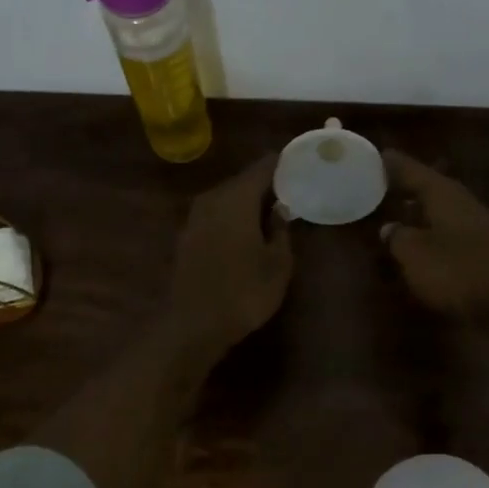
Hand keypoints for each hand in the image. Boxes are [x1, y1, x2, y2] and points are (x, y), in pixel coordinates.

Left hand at [167, 154, 292, 355]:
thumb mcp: (277, 264)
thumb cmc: (243, 292)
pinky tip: (248, 230)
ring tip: (274, 209)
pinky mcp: (187, 236)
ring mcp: (195, 218)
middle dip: (267, 183)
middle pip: (243, 181)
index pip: (263, 167)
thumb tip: (280, 208)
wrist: (193, 325)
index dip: (282, 162)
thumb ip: (280, 230)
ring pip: (228, 198)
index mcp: (237, 199)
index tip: (301, 163)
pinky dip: (233, 216)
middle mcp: (212, 199)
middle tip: (293, 188)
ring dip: (249, 201)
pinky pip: (216, 214)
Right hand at [380, 151, 488, 335]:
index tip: (379, 154)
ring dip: (422, 205)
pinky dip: (433, 225)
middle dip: (409, 183)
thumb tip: (389, 227)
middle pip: (430, 185)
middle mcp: (461, 200)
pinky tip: (423, 233)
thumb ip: (398, 237)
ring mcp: (476, 222)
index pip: (413, 171)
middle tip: (384, 180)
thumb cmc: (455, 270)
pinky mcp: (484, 245)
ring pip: (442, 205)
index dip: (394, 164)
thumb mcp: (414, 255)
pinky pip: (450, 225)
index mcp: (442, 194)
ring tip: (400, 205)